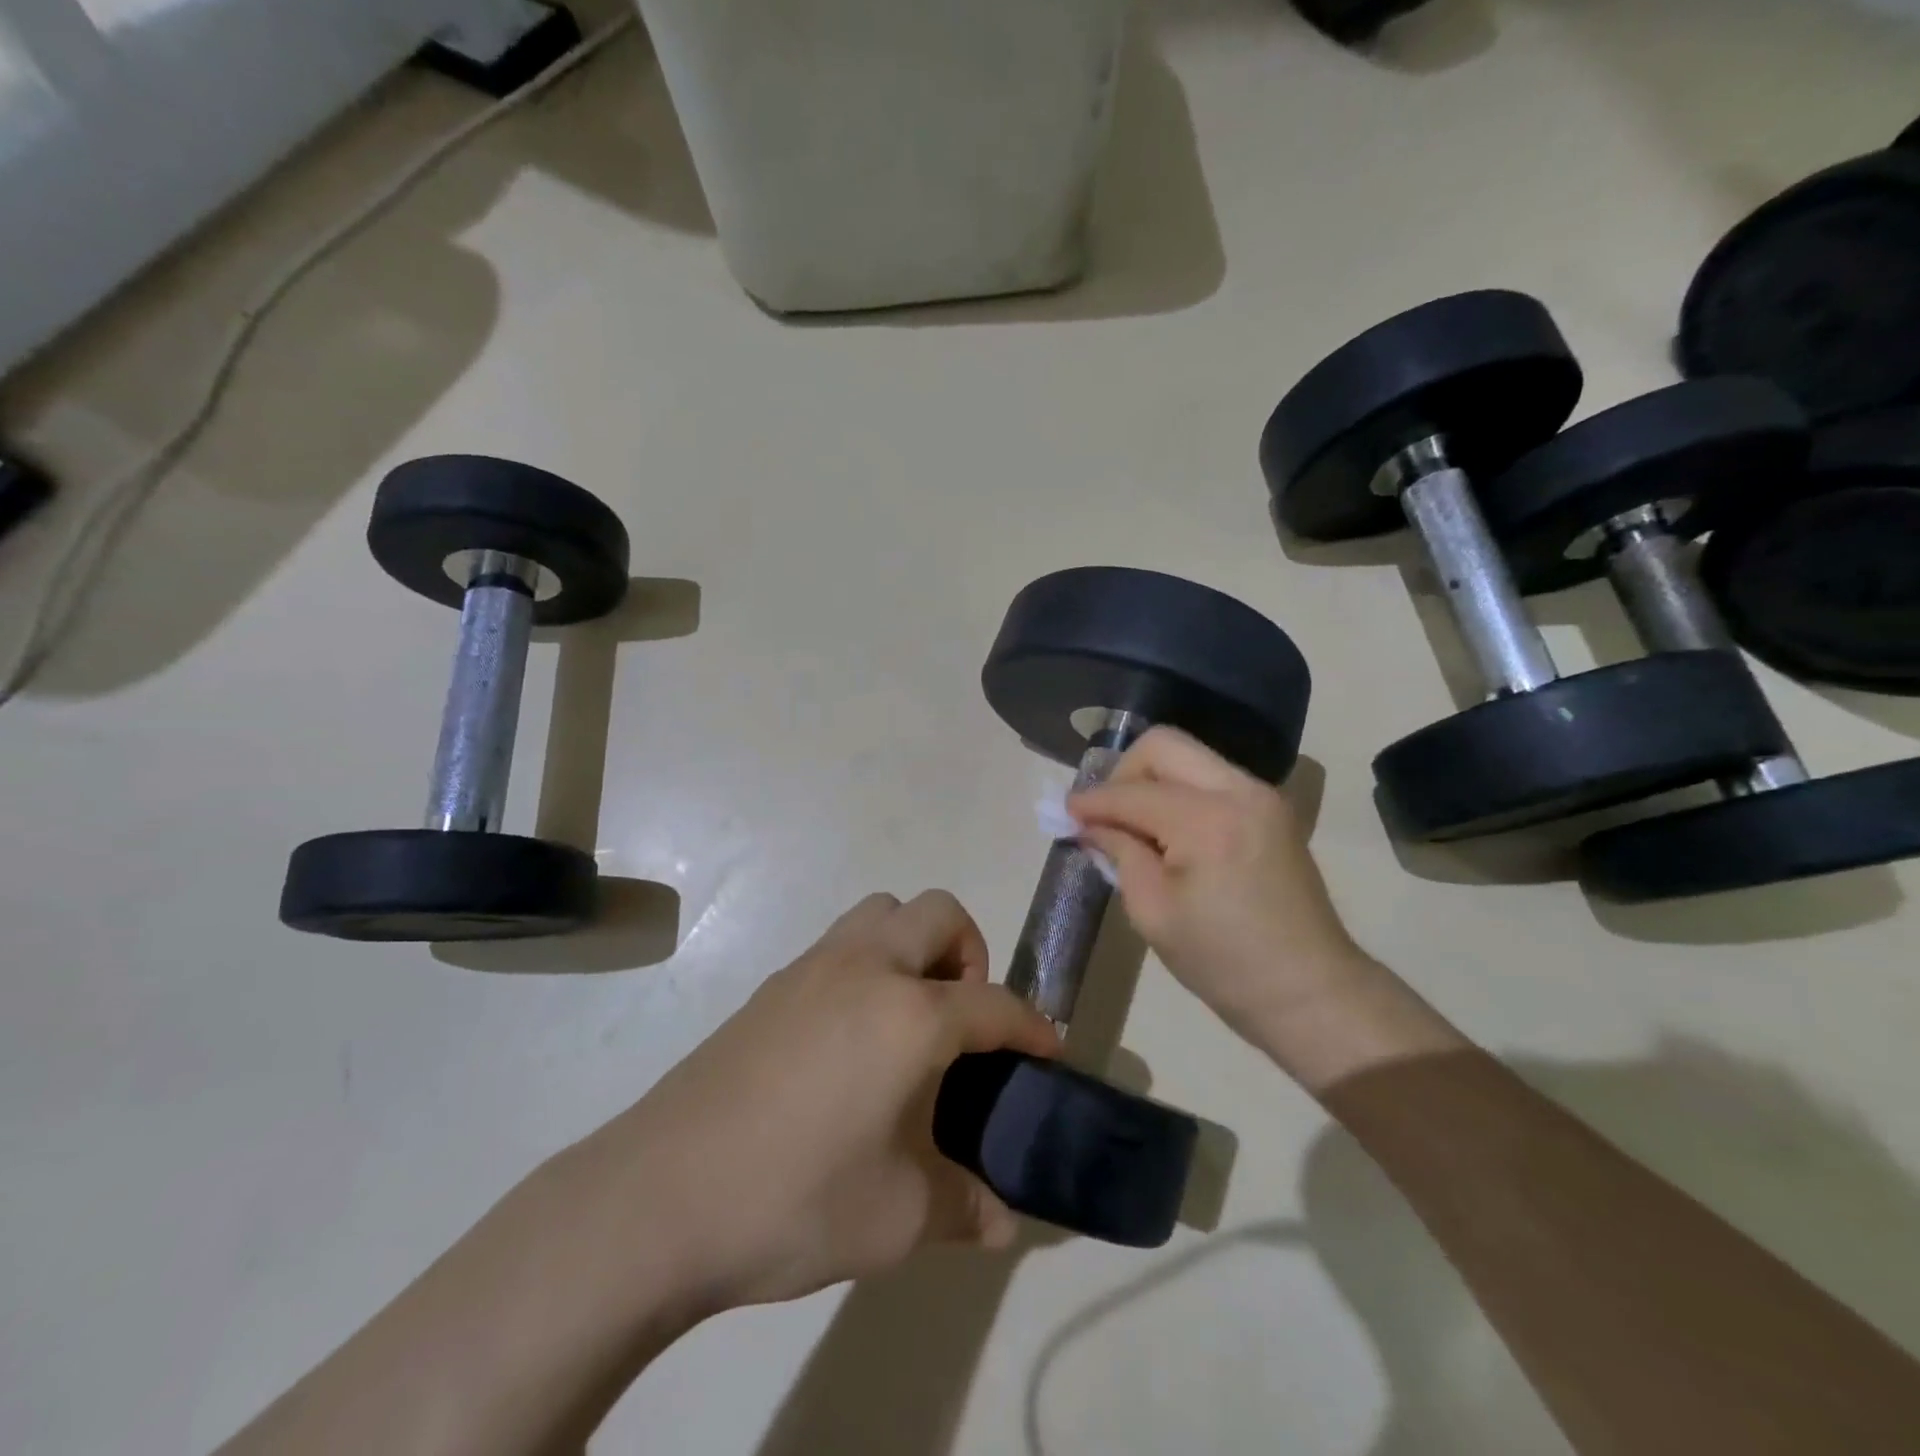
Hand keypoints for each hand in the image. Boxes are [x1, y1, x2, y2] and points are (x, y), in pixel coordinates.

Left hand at [564, 891, 1058, 1312]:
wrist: (659, 1195)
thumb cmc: (794, 1199)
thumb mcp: (896, 1218)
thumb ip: (963, 1207)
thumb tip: (1003, 1219)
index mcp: (910, 1014)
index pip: (994, 1003)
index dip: (1031, 1026)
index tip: (1049, 1049)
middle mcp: (867, 968)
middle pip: (939, 913)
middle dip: (971, 953)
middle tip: (964, 1020)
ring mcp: (813, 967)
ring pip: (883, 912)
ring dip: (914, 944)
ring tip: (910, 1016)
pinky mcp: (772, 984)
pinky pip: (841, 942)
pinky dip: (868, 962)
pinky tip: (851, 1036)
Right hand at [1070, 728, 1460, 1090]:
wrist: (1310, 991)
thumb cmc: (1223, 963)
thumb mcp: (1153, 913)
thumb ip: (1119, 853)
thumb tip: (1089, 824)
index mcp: (1208, 821)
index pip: (1132, 792)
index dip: (1091, 802)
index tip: (1064, 813)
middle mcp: (1239, 790)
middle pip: (1163, 744)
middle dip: (1123, 772)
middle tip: (1105, 813)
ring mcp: (1261, 795)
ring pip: (1189, 756)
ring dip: (1152, 780)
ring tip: (1132, 823)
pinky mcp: (1270, 808)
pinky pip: (1210, 777)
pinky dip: (1179, 791)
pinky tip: (1166, 829)